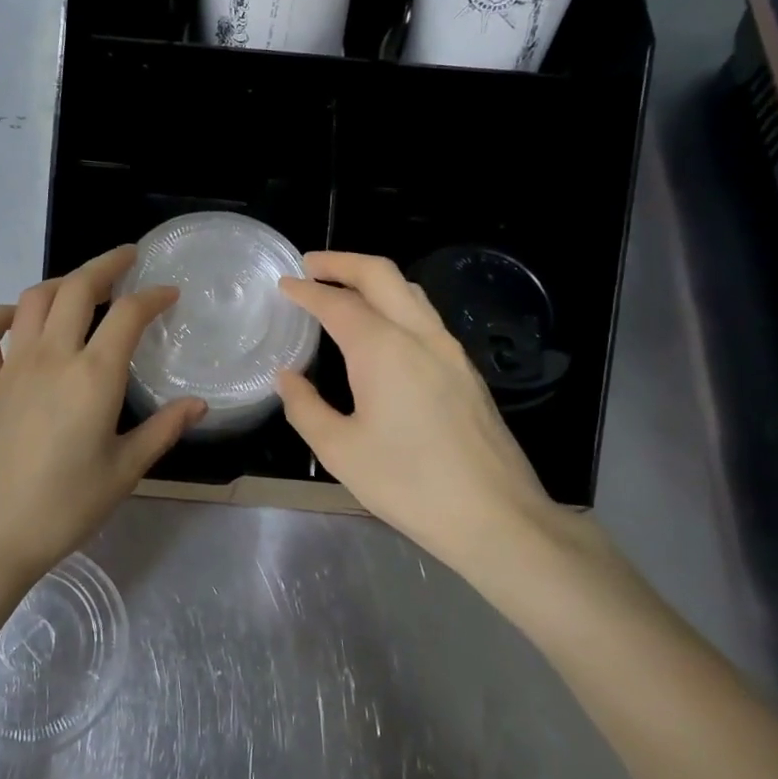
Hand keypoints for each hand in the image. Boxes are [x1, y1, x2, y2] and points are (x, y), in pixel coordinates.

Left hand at [0, 245, 205, 597]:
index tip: (169, 293)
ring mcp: (11, 367)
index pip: (128, 315)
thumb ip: (163, 430)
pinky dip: (1, 316)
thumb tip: (199, 405)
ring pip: (33, 300)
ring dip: (61, 282)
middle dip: (106, 265)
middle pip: (77, 288)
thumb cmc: (64, 508)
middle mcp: (52, 357)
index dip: (153, 296)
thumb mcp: (124, 471)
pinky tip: (16, 319)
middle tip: (128, 259)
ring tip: (83, 286)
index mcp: (93, 376)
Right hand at [275, 252, 586, 586]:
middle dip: (343, 263)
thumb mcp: (340, 450)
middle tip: (311, 266)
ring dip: (373, 280)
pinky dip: (395, 305)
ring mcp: (450, 351)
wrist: (494, 515)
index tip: (283, 284)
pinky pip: (425, 317)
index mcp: (383, 349)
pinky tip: (381, 331)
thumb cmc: (408, 483)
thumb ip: (305, 407)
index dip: (306, 291)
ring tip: (343, 290)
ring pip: (410, 292)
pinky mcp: (466, 371)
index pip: (337, 303)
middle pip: (381, 275)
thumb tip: (287, 378)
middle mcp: (419, 336)